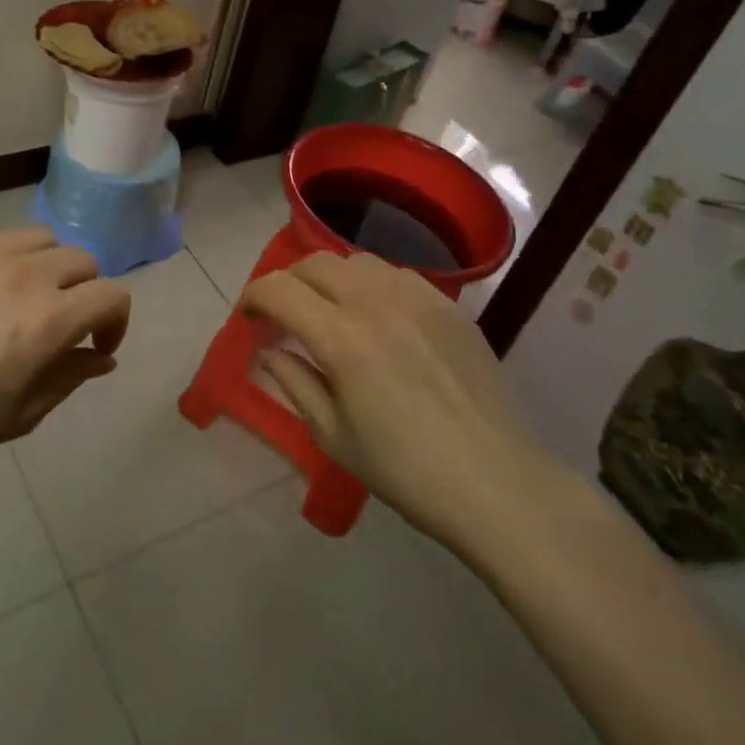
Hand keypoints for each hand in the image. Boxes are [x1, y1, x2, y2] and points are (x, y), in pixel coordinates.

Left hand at [0, 228, 131, 473]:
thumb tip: (102, 357)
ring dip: (49, 267)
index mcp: (49, 319)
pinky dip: (7, 257)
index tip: (96, 344)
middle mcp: (26, 274)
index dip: (116, 321)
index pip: (112, 295)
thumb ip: (72, 377)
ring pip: (44, 239)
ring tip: (24, 296)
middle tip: (61, 322)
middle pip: (83, 260)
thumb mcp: (24, 413)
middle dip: (85, 292)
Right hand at [240, 251, 572, 562]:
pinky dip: (371, 286)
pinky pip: (396, 275)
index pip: (278, 290)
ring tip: (330, 312)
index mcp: (341, 338)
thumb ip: (294, 383)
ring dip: (329, 279)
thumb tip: (270, 351)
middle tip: (284, 316)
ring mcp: (418, 298)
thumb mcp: (333, 436)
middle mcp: (376, 302)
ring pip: (356, 261)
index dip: (252, 297)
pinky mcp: (449, 305)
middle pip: (315, 264)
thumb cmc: (406, 471)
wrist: (497, 483)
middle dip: (288, 283)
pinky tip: (378, 319)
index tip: (247, 318)